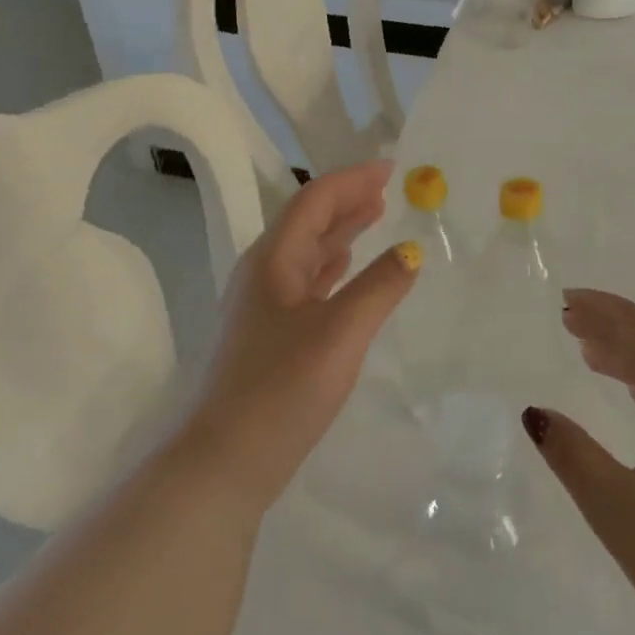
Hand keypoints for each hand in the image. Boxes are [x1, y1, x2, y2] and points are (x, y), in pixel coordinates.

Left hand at [184, 160, 421, 511]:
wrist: (222, 465)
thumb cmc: (281, 389)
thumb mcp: (341, 332)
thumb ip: (380, 286)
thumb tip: (412, 251)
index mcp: (273, 260)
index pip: (315, 201)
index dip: (352, 180)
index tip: (390, 168)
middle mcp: (263, 273)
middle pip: (308, 221)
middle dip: (347, 200)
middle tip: (387, 189)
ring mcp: (262, 306)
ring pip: (306, 251)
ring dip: (340, 230)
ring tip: (374, 216)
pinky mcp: (267, 336)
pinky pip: (306, 281)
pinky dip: (331, 265)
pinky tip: (345, 269)